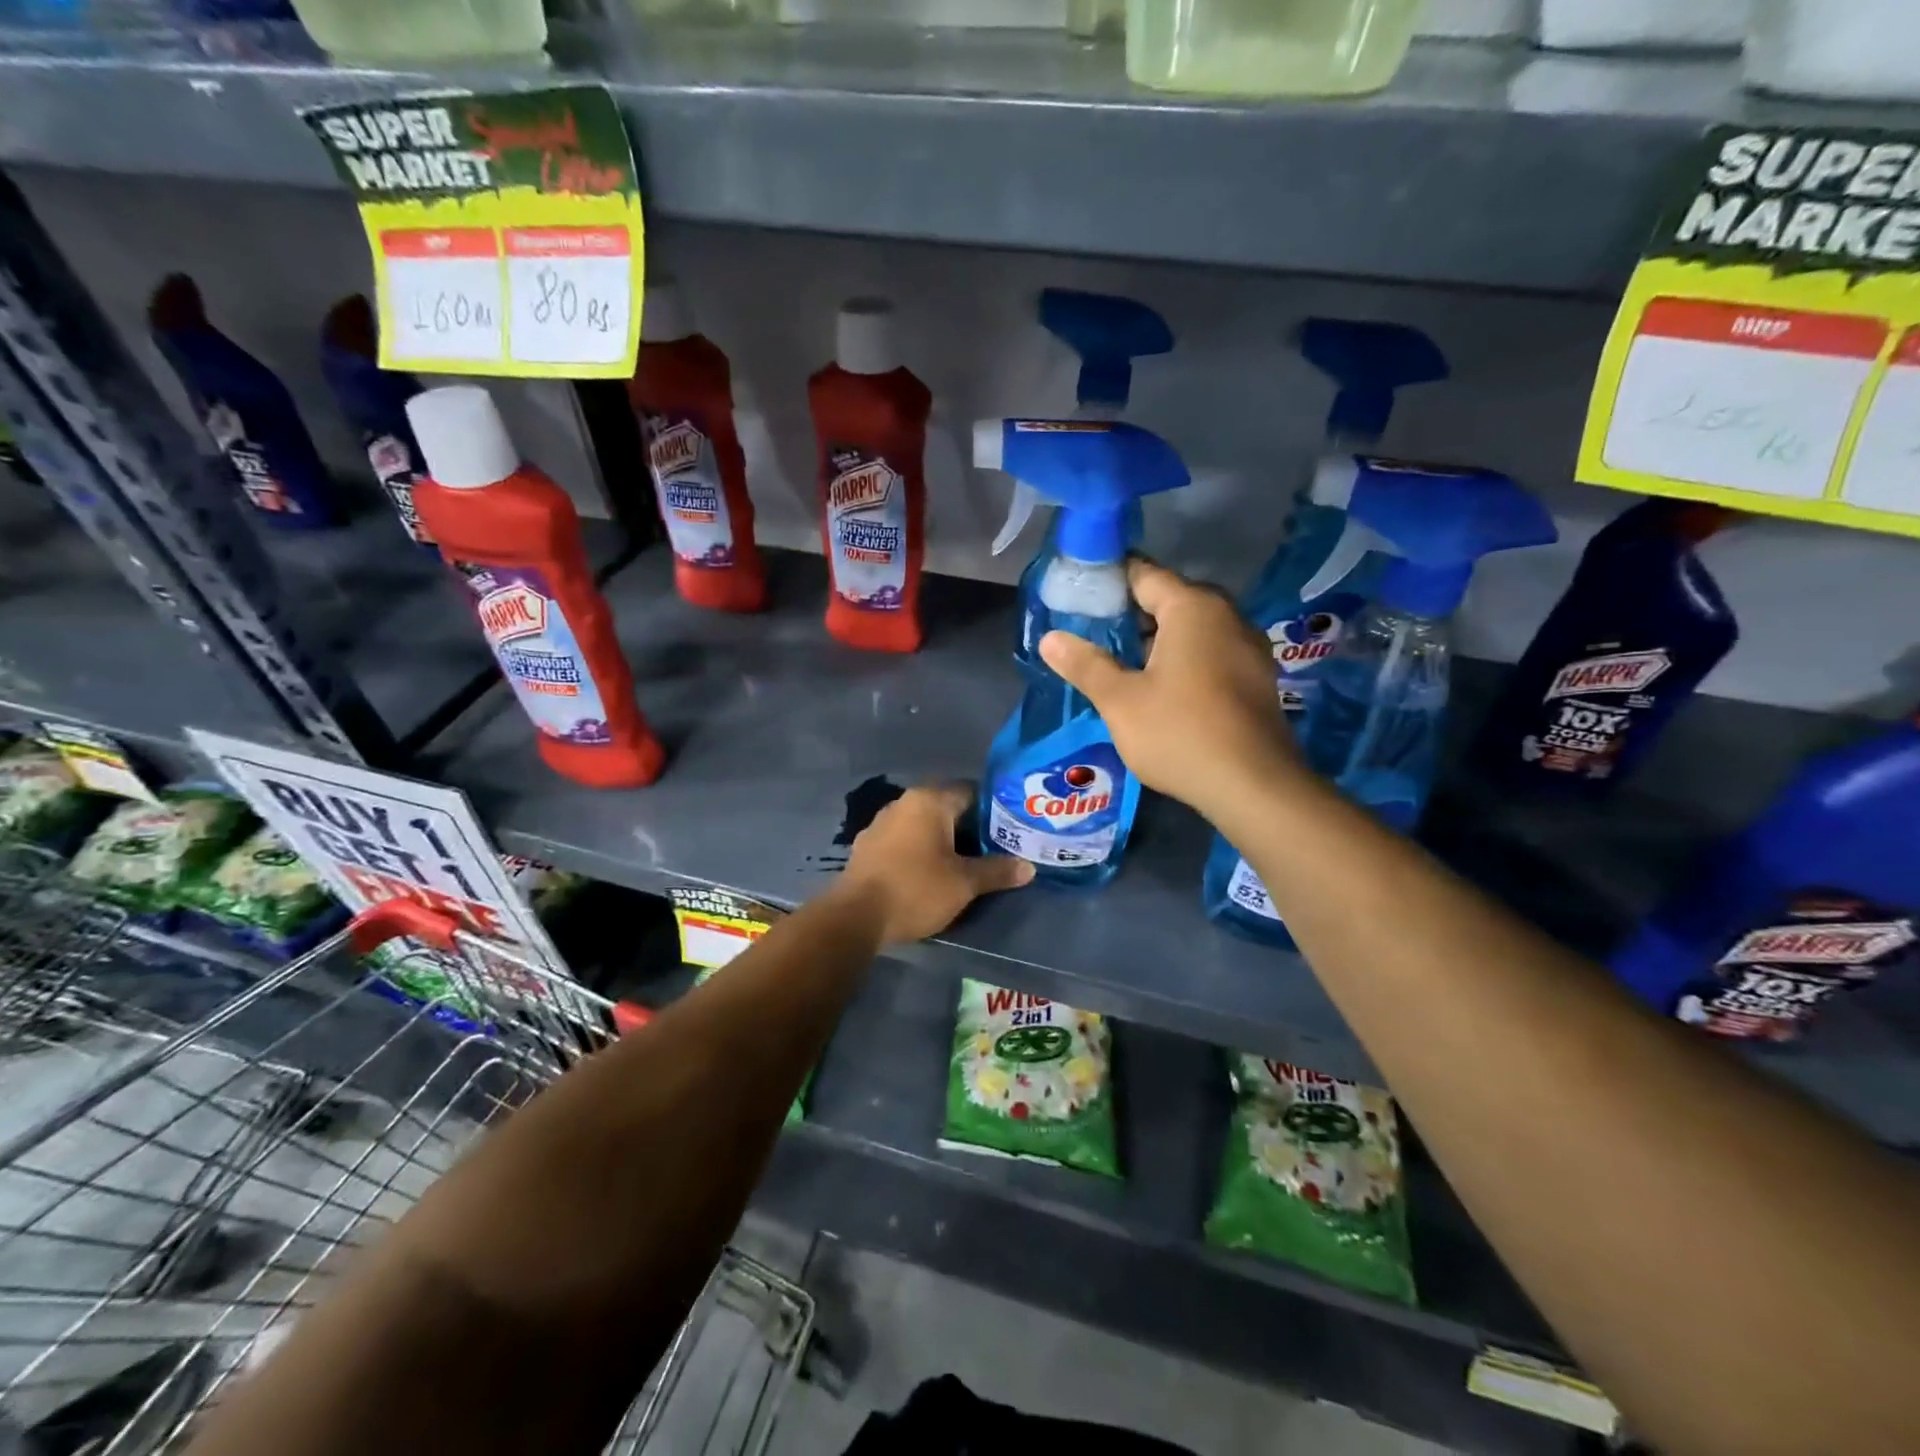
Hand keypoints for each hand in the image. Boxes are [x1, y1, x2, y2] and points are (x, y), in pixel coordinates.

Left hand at [830, 783, 1033, 945]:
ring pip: (923, 825)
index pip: (971, 792)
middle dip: (969, 828)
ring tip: (965, 864)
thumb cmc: (916, 889)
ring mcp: (881, 823)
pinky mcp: (868, 847)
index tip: (1010, 830)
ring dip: (943, 841)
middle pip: (947, 808)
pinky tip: (930, 873)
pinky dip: (920, 852)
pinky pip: (904, 841)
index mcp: (929, 800)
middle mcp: (904, 803)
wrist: (855, 917)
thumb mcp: (964, 883)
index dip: (993, 810)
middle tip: (994, 850)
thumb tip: (1028, 867)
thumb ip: (997, 871)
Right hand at [1039, 558, 1305, 821]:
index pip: (1144, 574)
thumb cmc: (1180, 733)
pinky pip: (1210, 653)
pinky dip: (1182, 660)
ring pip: (1191, 630)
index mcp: (1193, 608)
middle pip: (1169, 600)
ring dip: (1156, 641)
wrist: (1254, 787)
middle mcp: (1227, 616)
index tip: (1077, 596)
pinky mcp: (1256, 679)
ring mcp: (1248, 648)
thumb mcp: (1120, 701)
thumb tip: (1050, 638)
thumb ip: (1086, 665)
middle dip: (1130, 615)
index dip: (1108, 581)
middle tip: (1091, 636)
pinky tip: (1159, 689)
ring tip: (1118, 665)